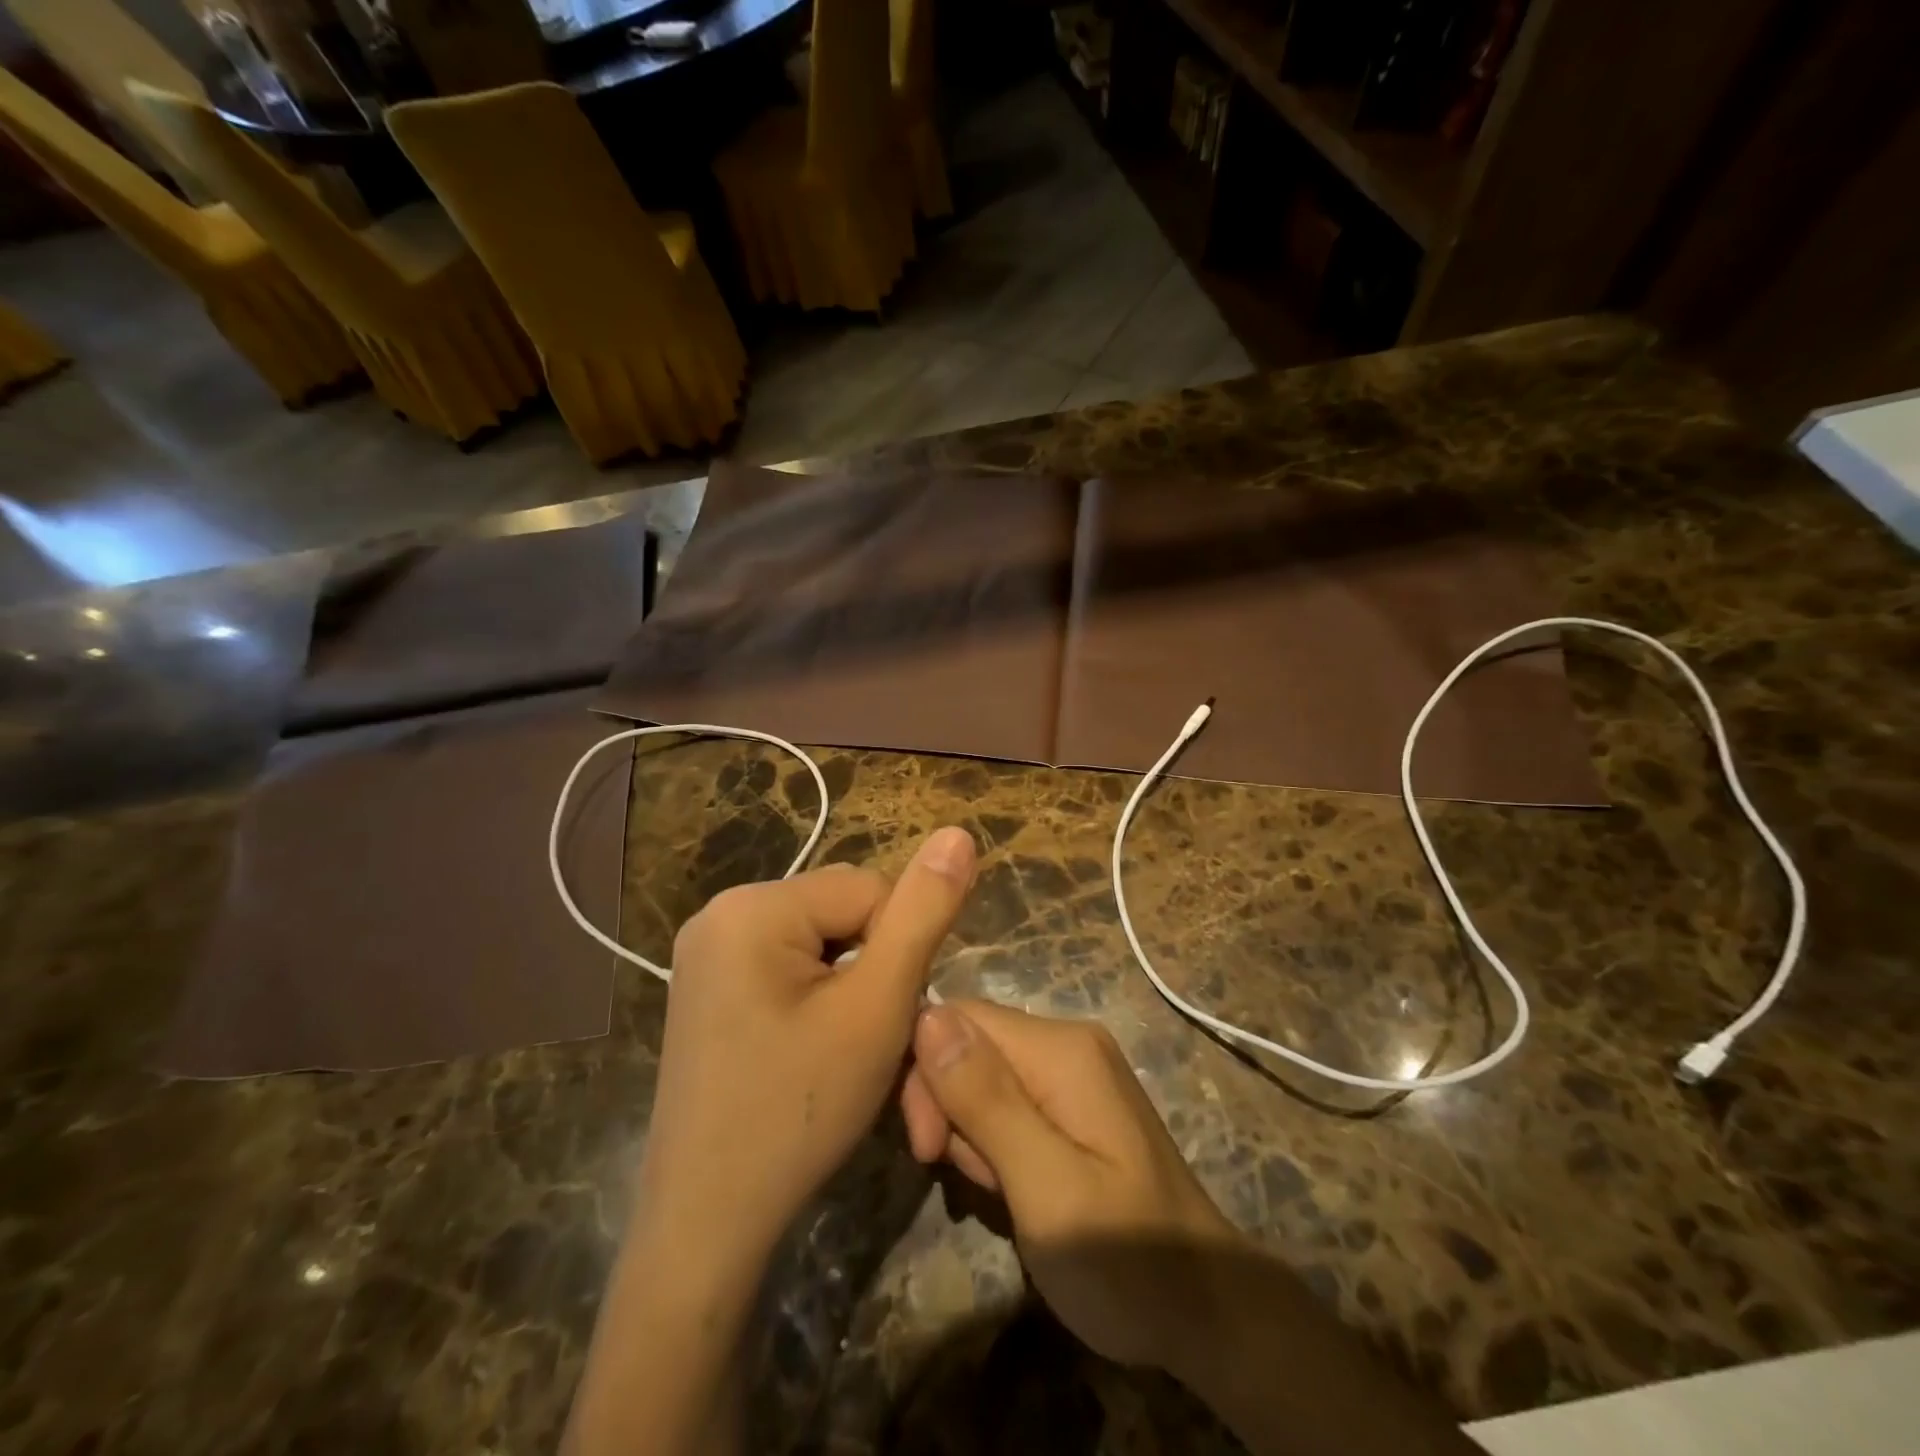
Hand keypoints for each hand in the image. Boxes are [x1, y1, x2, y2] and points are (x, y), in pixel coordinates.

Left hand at [634, 827, 976, 1270]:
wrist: (707, 1224)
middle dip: (872, 969)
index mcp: (752, 906)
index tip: (885, 1020)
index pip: (868, 890)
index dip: (898, 952)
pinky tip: (809, 1053)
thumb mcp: (878, 1007)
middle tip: (864, 1043)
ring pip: (821, 941)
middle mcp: (720, 913)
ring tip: (841, 1053)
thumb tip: (958, 833)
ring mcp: (707, 952)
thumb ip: (923, 913)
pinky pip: (788, 967)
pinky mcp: (708, 987)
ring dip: (850, 987)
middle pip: (841, 912)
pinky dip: (818, 1000)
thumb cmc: (800, 1111)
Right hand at [898, 999, 1242, 1370]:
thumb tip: (928, 1017)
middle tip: (975, 1183)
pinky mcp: (1074, 1102)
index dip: (927, 1075)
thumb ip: (986, 1100)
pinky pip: (1009, 1101)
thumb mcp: (1045, 1185)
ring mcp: (1074, 1071)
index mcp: (1061, 1048)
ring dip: (974, 1134)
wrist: (1205, 1313)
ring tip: (1006, 1193)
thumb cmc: (1122, 1260)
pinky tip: (1017, 1187)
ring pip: (984, 1077)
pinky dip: (997, 1143)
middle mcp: (1067, 1042)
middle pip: (971, 1045)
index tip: (928, 1150)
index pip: (958, 1018)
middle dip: (951, 1109)